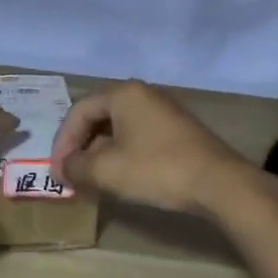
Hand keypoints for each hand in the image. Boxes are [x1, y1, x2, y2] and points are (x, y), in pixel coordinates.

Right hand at [50, 80, 250, 216]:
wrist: (219, 184)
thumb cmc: (157, 169)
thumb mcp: (106, 171)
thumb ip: (76, 167)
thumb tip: (63, 169)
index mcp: (123, 94)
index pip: (79, 111)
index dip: (63, 142)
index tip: (58, 170)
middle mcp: (143, 94)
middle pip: (98, 116)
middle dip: (80, 146)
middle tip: (71, 173)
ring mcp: (164, 110)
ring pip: (119, 127)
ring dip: (100, 152)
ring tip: (93, 178)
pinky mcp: (178, 130)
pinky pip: (138, 135)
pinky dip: (122, 153)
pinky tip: (122, 176)